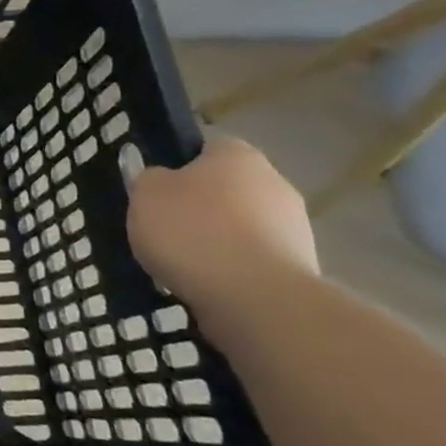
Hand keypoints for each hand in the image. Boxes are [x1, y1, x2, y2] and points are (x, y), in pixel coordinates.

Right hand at [126, 136, 318, 310]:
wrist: (256, 297)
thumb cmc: (192, 231)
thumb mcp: (145, 195)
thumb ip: (148, 179)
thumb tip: (160, 178)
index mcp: (237, 155)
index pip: (205, 148)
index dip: (178, 166)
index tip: (156, 192)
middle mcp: (274, 181)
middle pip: (226, 188)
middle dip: (200, 206)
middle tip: (166, 228)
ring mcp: (294, 226)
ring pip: (241, 225)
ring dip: (218, 239)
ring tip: (184, 264)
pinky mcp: (300, 266)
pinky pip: (253, 258)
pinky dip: (233, 267)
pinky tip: (209, 283)